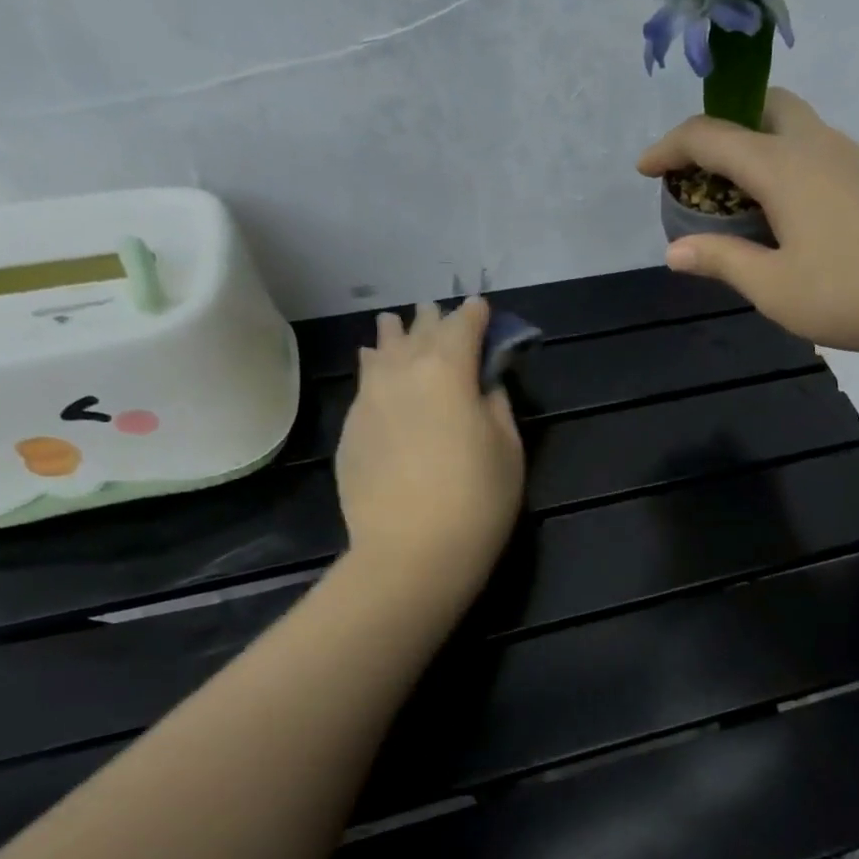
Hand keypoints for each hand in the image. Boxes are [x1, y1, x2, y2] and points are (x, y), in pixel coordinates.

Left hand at [336, 298, 524, 584]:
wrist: (410, 551)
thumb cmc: (476, 499)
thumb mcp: (508, 450)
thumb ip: (496, 407)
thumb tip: (484, 388)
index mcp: (448, 371)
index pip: (463, 327)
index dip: (475, 314)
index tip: (481, 307)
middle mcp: (402, 373)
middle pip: (418, 333)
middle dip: (432, 320)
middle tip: (438, 312)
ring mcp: (369, 400)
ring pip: (381, 353)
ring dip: (394, 336)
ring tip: (395, 324)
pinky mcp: (350, 429)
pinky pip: (364, 383)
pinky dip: (374, 368)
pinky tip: (373, 366)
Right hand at [639, 90, 858, 356]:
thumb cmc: (856, 290)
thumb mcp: (776, 288)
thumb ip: (723, 262)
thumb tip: (675, 251)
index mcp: (783, 166)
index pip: (711, 137)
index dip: (670, 148)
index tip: (645, 170)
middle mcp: (817, 146)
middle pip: (762, 108)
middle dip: (722, 128)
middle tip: (702, 171)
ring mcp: (853, 159)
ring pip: (794, 129)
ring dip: (757, 148)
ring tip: (740, 200)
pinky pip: (817, 154)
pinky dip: (787, 167)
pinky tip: (789, 216)